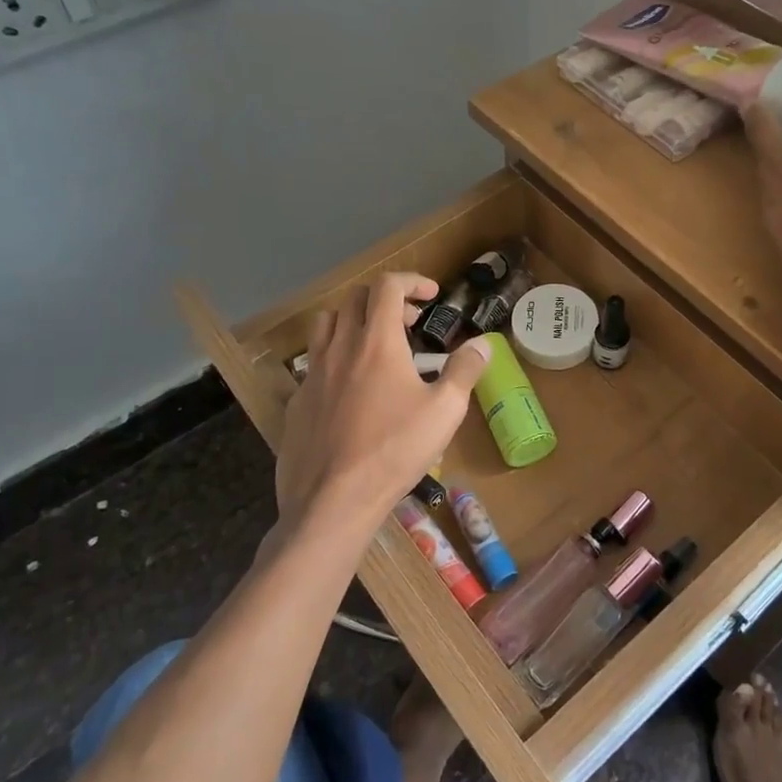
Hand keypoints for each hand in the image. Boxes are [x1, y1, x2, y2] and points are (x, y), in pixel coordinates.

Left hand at [274, 273, 489, 546]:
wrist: (333, 500)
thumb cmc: (395, 451)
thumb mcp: (444, 411)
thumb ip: (464, 370)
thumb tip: (484, 344)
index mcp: (377, 342)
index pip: (387, 286)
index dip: (411, 281)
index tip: (431, 295)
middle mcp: (340, 347)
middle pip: (355, 299)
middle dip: (386, 301)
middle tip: (410, 324)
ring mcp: (312, 373)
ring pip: (326, 324)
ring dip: (353, 321)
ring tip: (374, 344)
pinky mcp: (297, 401)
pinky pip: (313, 362)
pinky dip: (335, 358)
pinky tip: (350, 390)